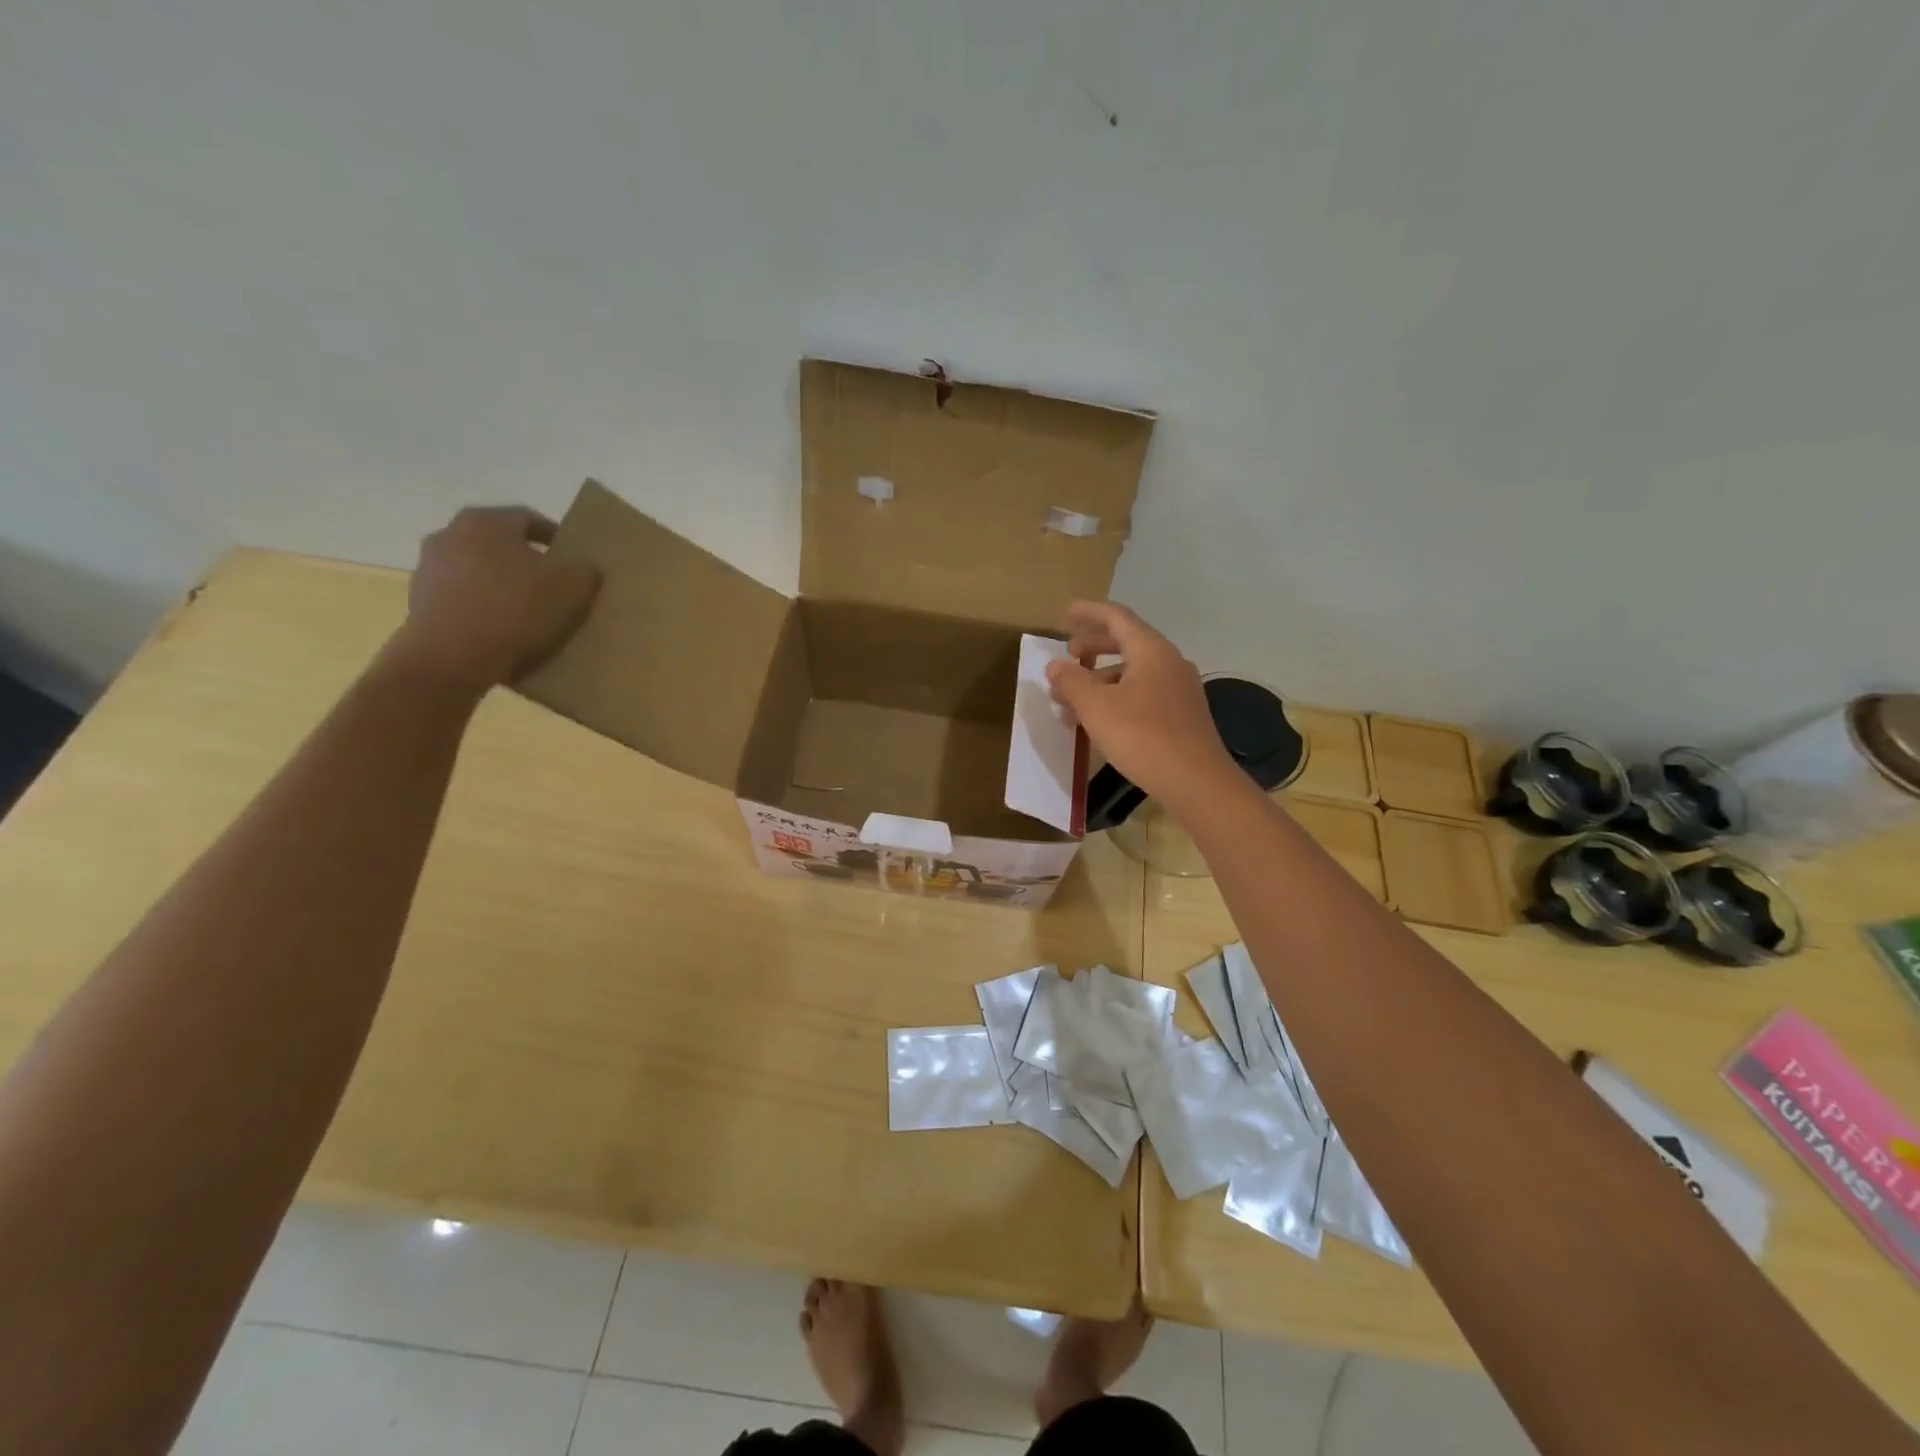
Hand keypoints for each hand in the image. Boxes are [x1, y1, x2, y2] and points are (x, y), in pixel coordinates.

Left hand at [393, 506, 599, 690]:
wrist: (452, 657)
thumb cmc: (515, 609)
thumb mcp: (572, 587)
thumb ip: (585, 570)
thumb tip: (584, 568)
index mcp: (486, 521)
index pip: (529, 519)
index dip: (556, 537)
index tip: (573, 557)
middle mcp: (450, 534)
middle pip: (499, 544)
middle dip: (526, 561)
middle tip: (553, 584)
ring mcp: (428, 568)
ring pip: (479, 571)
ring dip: (502, 585)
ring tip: (529, 613)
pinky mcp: (419, 602)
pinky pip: (463, 599)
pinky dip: (483, 608)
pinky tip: (504, 632)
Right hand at [1045, 601, 1241, 814]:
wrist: (1197, 783)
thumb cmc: (1143, 736)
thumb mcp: (1096, 707)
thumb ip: (1072, 681)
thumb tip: (1056, 665)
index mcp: (1151, 651)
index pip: (1117, 617)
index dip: (1089, 612)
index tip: (1065, 611)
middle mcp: (1169, 662)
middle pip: (1126, 643)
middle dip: (1092, 648)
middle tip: (1067, 657)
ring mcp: (1179, 690)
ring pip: (1132, 673)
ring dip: (1099, 680)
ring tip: (1070, 702)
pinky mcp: (1181, 716)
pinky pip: (1142, 694)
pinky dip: (1115, 698)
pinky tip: (1097, 722)